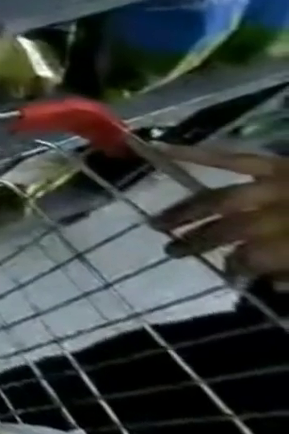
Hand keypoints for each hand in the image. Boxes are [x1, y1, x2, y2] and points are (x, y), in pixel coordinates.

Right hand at [156, 143, 288, 277]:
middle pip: (234, 228)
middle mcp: (285, 211)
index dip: (238, 266)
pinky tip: (157, 151)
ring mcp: (282, 185)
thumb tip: (273, 283)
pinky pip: (233, 158)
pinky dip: (195, 154)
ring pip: (223, 199)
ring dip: (188, 210)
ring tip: (160, 223)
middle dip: (201, 241)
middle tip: (171, 251)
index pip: (257, 255)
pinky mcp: (282, 166)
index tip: (228, 277)